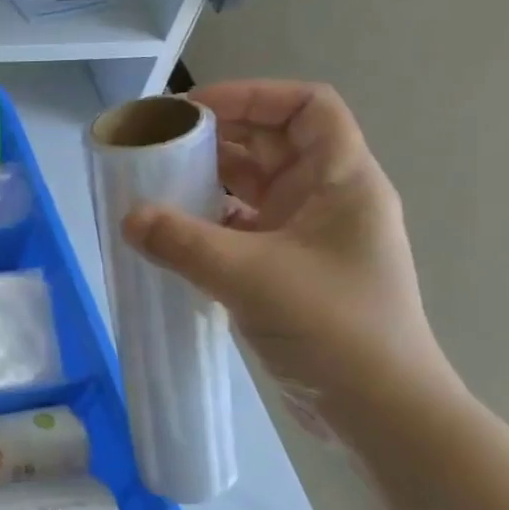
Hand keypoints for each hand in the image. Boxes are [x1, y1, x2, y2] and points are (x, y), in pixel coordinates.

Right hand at [122, 80, 453, 429]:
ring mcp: (310, 240)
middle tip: (160, 148)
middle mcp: (328, 201)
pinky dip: (211, 227)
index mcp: (341, 180)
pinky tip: (174, 237)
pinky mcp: (291, 274)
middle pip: (273, 145)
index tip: (195, 111)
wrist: (380, 412)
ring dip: (209, 185)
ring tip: (157, 187)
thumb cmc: (332, 327)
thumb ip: (183, 242)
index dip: (253, 96)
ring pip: (255, 191)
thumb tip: (128, 218)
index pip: (307, 107)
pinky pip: (244, 232)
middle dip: (217, 140)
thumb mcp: (250, 276)